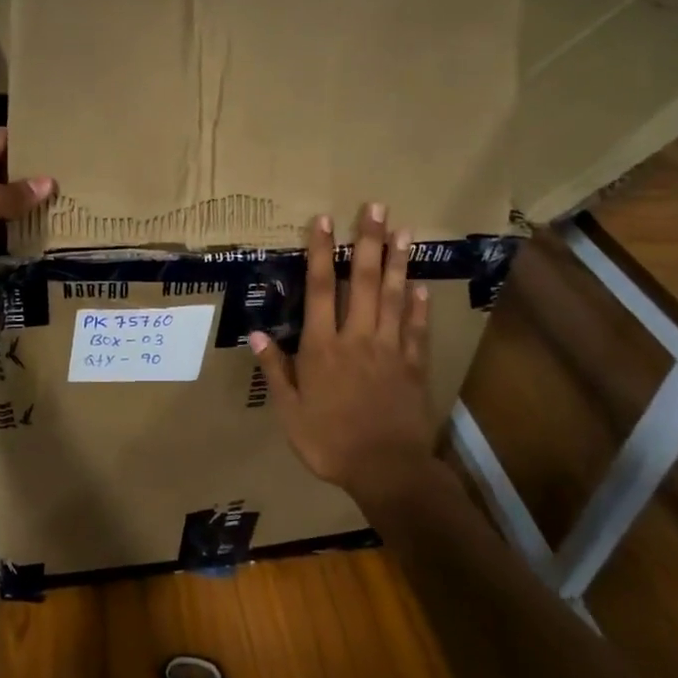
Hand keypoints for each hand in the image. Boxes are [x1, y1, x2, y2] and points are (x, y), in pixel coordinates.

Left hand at [0, 128, 53, 313]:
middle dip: (34, 181)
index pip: (4, 139)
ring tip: (69, 213)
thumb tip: (48, 182)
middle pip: (4, 173)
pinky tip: (42, 240)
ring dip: (24, 212)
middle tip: (77, 187)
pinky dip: (11, 238)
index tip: (69, 151)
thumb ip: (16, 192)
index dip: (34, 143)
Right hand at [249, 204, 436, 496]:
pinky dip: (419, 306)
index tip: (324, 220)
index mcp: (323, 347)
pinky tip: (421, 286)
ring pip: (395, 297)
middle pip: (364, 281)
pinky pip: (417, 329)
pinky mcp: (414, 366)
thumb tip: (255, 334)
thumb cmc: (329, 442)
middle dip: (367, 242)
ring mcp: (390, 349)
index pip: (322, 289)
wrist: (387, 470)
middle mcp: (358, 338)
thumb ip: (276, 370)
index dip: (321, 252)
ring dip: (398, 262)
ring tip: (403, 232)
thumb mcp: (290, 412)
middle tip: (375, 207)